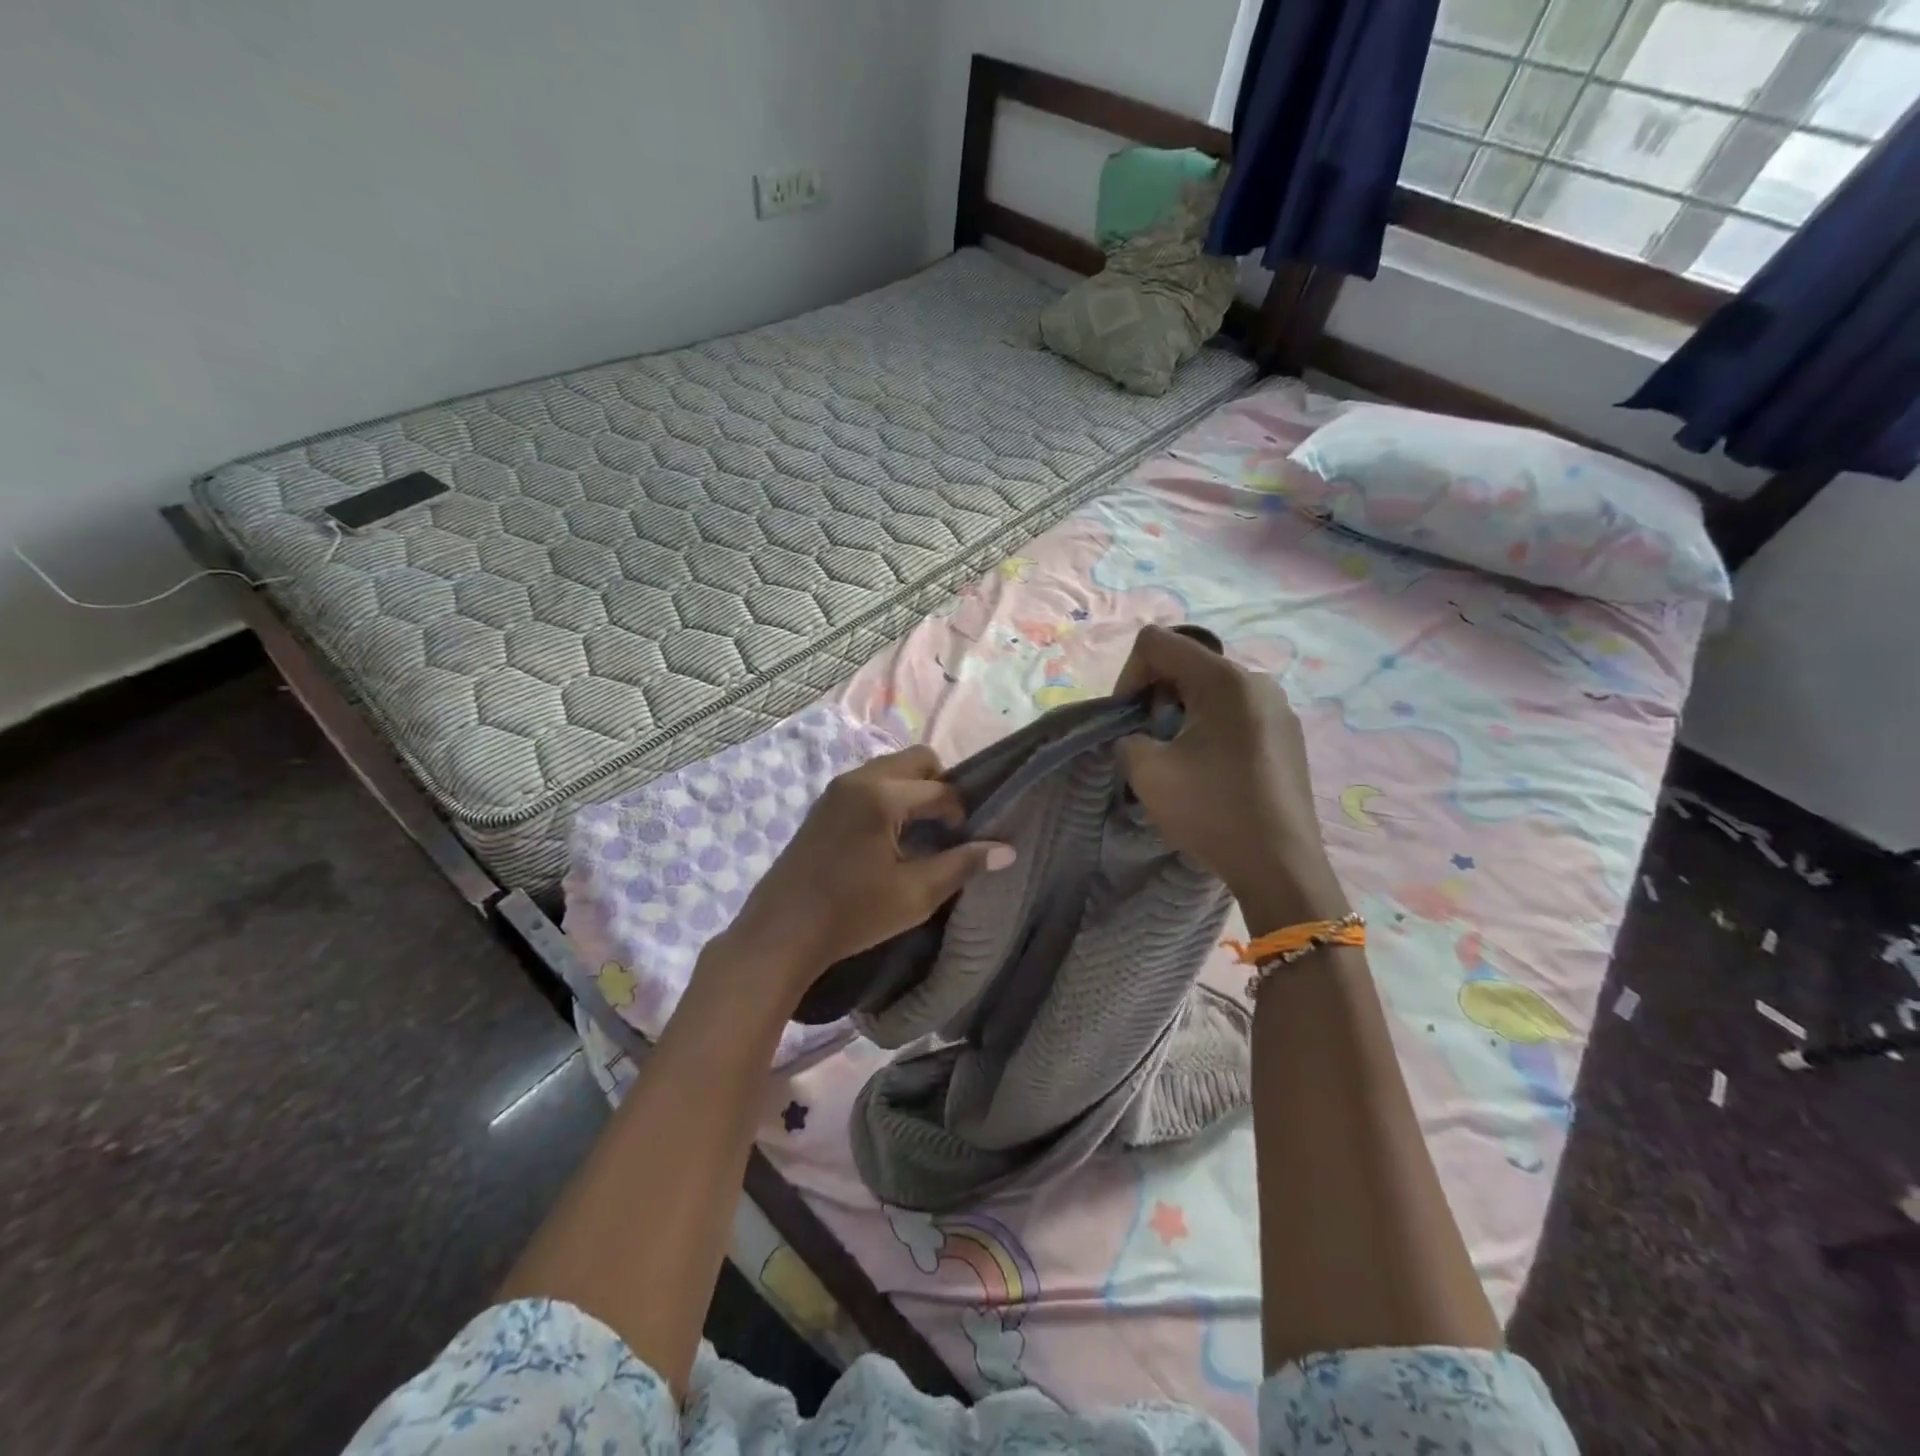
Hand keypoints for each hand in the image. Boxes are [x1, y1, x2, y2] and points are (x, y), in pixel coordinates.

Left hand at [720, 745, 1014, 998]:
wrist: (781, 933)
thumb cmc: (852, 915)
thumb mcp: (915, 895)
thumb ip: (962, 865)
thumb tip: (1006, 849)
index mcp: (883, 796)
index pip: (940, 789)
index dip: (961, 813)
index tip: (965, 842)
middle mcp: (859, 779)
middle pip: (916, 760)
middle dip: (939, 786)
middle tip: (945, 827)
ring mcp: (836, 789)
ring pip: (890, 769)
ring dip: (912, 790)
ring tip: (918, 833)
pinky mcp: (823, 804)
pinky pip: (868, 783)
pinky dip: (888, 796)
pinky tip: (888, 837)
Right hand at [1115, 625, 1346, 930]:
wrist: (1280, 865)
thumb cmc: (1213, 811)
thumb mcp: (1148, 772)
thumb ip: (1126, 738)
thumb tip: (1140, 738)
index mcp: (1225, 679)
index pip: (1157, 642)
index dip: (1128, 676)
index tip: (1127, 720)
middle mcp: (1257, 681)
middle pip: (1186, 663)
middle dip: (1155, 696)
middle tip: (1150, 742)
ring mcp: (1278, 708)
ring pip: (1211, 690)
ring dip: (1181, 714)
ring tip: (1180, 759)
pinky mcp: (1288, 735)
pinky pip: (1236, 713)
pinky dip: (1209, 728)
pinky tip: (1211, 771)